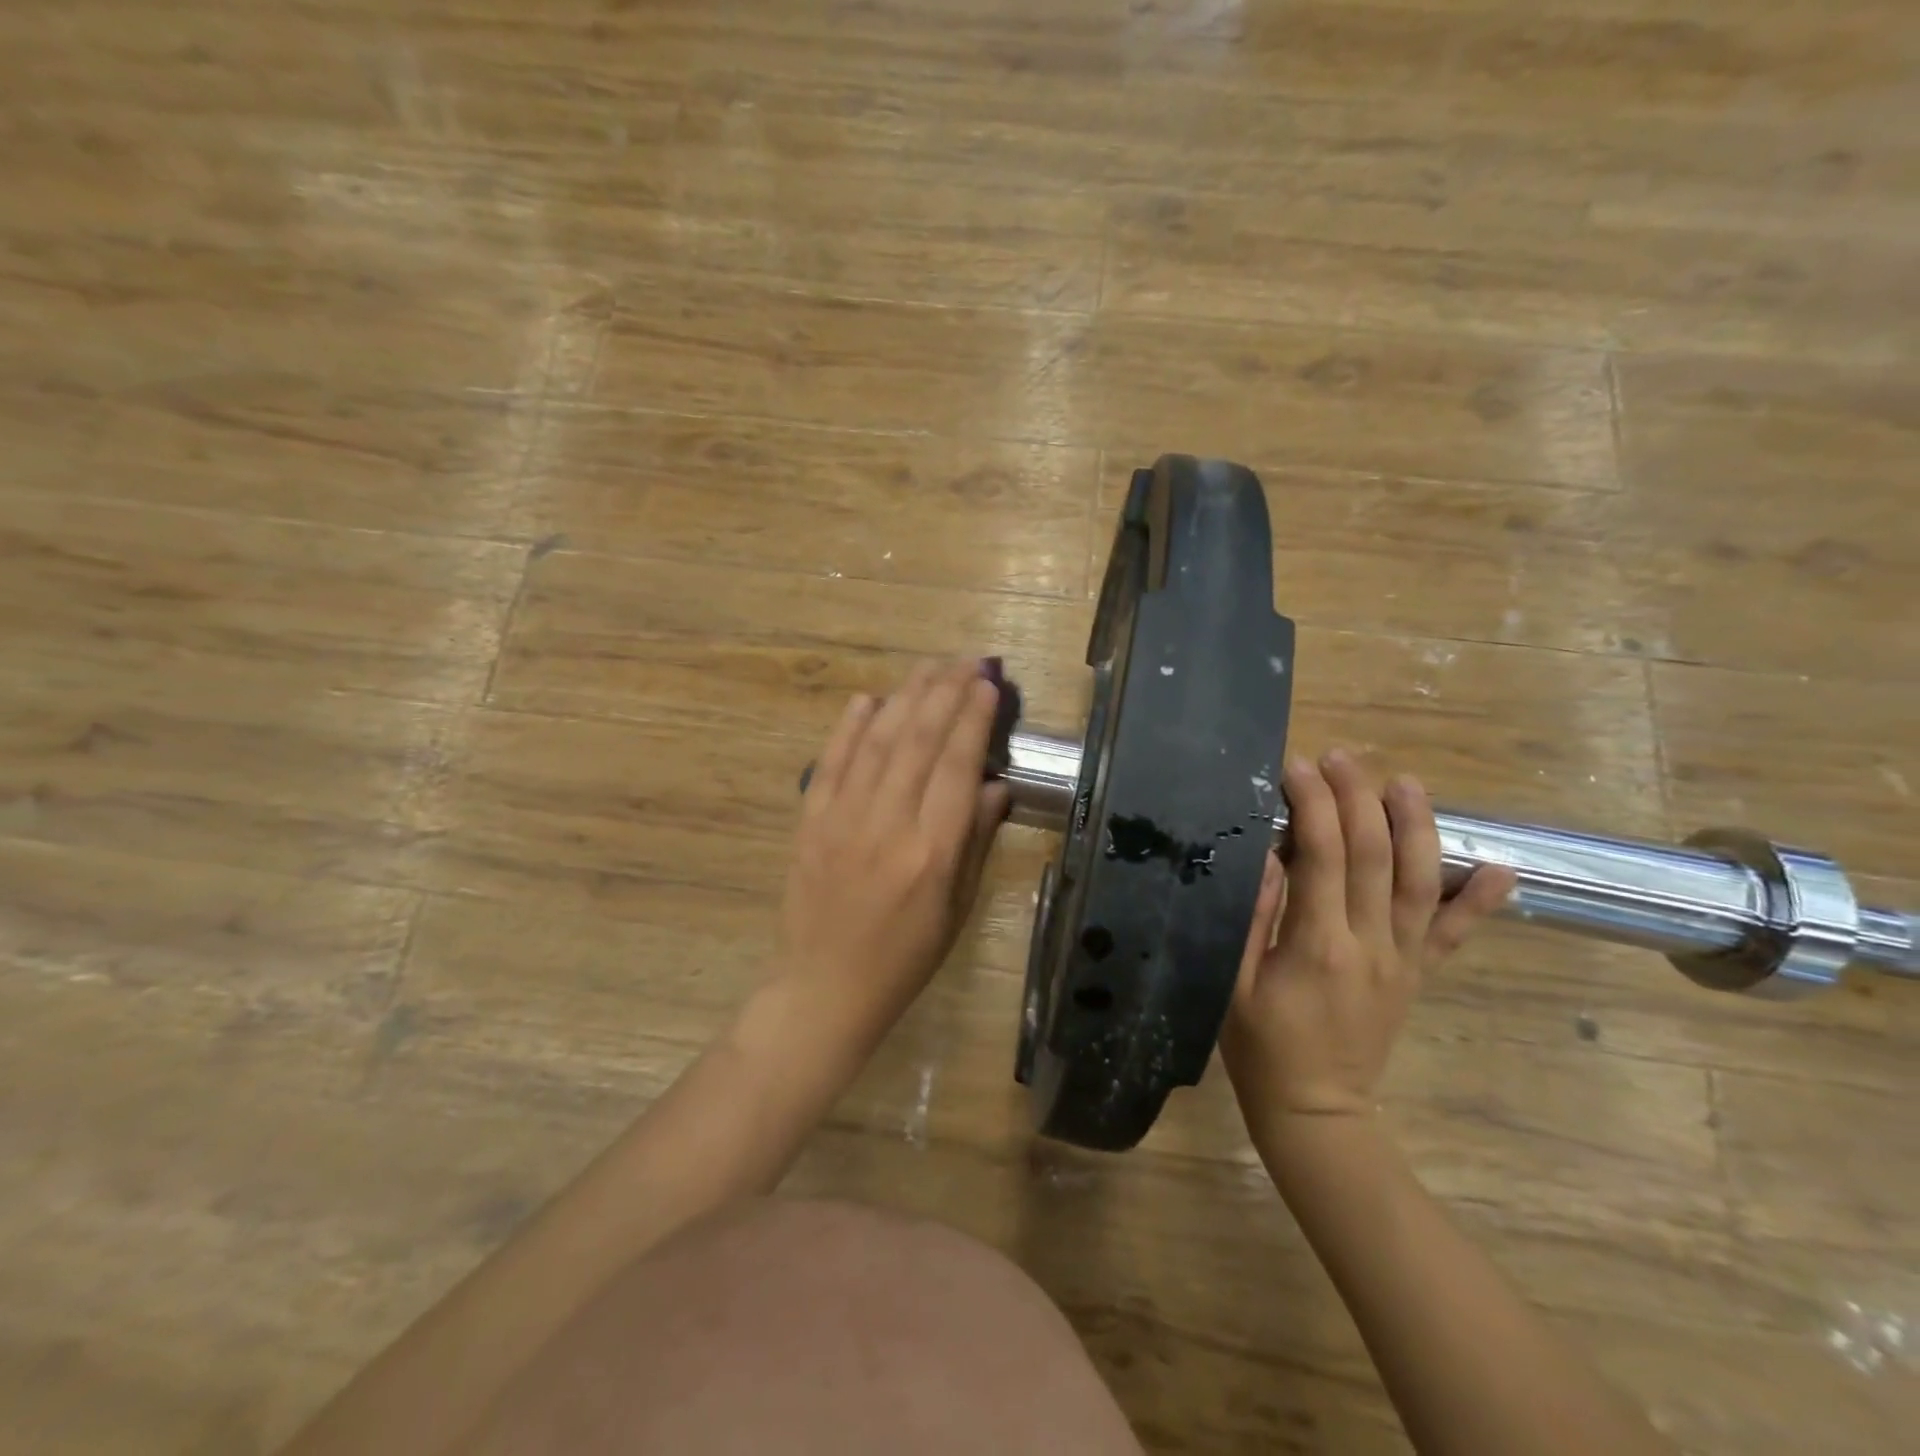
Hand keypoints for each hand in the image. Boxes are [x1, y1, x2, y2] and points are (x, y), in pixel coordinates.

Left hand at [776, 659, 1010, 1050]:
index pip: (957, 766)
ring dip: (905, 697)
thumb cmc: (905, 956)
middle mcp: (887, 825)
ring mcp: (842, 819)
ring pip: (878, 741)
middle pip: (919, 740)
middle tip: (966, 661)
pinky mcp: (810, 821)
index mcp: (932, 852)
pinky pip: (831, 761)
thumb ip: (975, 840)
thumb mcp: (957, 907)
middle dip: (945, 692)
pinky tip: (869, 699)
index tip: (987, 684)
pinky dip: (850, 726)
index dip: (973, 718)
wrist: (825, 987)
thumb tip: (992, 782)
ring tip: (929, 667)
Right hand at [1222, 750, 1513, 1129]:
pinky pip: (1455, 935)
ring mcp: (1403, 960)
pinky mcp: (1418, 975)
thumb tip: (1266, 854)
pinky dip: (1482, 901)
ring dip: (1415, 827)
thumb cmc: (1259, 1047)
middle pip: (1373, 855)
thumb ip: (1252, 917)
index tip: (1295, 767)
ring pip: (1420, 882)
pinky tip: (1500, 868)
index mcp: (1318, 945)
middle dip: (1356, 797)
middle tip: (1339, 757)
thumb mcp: (1233, 982)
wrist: (1315, 1112)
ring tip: (1404, 782)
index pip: (1321, 856)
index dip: (1310, 804)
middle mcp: (1371, 944)